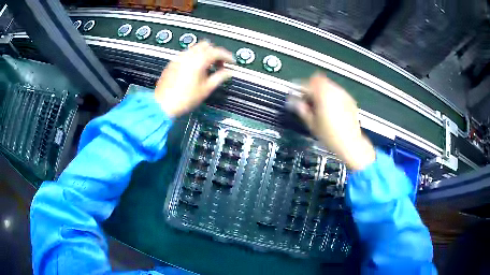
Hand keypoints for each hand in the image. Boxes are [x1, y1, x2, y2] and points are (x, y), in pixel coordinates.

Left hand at [155, 41, 234, 116]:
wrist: (163, 104)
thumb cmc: (185, 99)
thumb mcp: (206, 89)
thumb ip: (220, 77)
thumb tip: (229, 72)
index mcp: (199, 60)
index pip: (217, 51)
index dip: (227, 56)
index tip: (232, 62)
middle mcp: (188, 55)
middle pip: (206, 45)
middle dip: (215, 53)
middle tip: (219, 65)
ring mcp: (179, 57)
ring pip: (196, 48)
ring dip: (205, 54)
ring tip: (208, 68)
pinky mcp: (173, 62)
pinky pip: (187, 54)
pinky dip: (195, 57)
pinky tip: (195, 69)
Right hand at [293, 73, 375, 169]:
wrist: (350, 143)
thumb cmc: (330, 135)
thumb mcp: (312, 123)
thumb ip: (301, 109)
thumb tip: (293, 101)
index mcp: (323, 95)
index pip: (307, 83)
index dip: (301, 88)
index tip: (298, 96)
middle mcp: (334, 90)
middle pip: (319, 80)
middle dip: (312, 88)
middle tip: (309, 101)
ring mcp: (343, 94)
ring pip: (328, 85)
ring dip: (322, 91)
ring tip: (320, 105)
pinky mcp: (349, 99)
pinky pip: (337, 92)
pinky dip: (331, 96)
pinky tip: (331, 109)